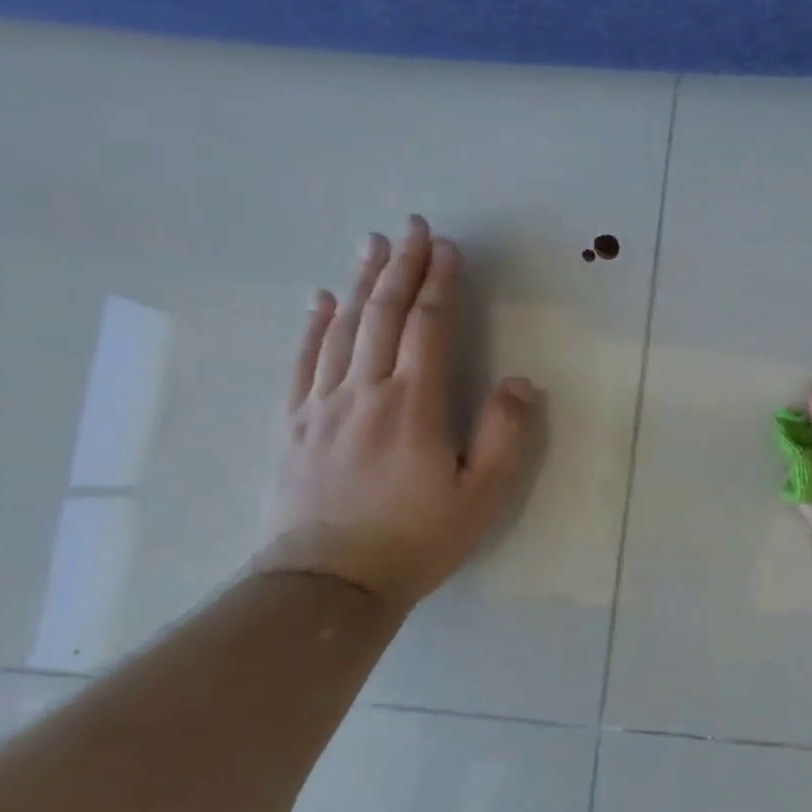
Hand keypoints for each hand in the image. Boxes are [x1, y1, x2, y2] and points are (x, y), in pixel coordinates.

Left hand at [254, 216, 540, 610]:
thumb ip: (505, 435)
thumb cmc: (415, 540)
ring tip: (372, 245)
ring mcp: (322, 406)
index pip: (428, 328)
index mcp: (413, 405)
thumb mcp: (481, 497)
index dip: (440, 284)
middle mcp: (365, 392)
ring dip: (361, 282)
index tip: (448, 249)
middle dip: (401, 266)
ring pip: (342, 329)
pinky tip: (321, 300)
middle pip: (383, 315)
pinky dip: (313, 325)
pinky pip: (304, 362)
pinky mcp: (293, 424)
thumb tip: (518, 382)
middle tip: (411, 226)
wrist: (328, 585)